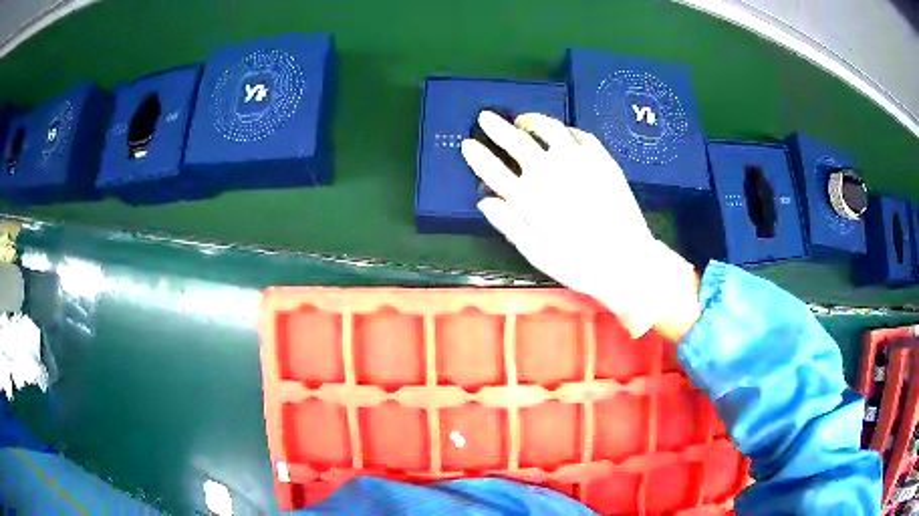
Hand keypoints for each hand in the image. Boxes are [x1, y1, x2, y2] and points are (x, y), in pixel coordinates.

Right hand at [462, 111, 700, 340]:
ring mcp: (577, 160)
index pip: (493, 169)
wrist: (626, 260)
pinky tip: (562, 134)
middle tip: (486, 117)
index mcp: (529, 197)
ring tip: (524, 121)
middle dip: (496, 127)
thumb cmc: (578, 264)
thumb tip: (485, 201)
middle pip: (516, 140)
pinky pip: (579, 134)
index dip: (477, 155)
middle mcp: (549, 171)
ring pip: (549, 128)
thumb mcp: (536, 253)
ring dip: (532, 120)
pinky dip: (565, 130)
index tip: (467, 144)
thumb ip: (509, 224)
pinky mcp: (601, 158)